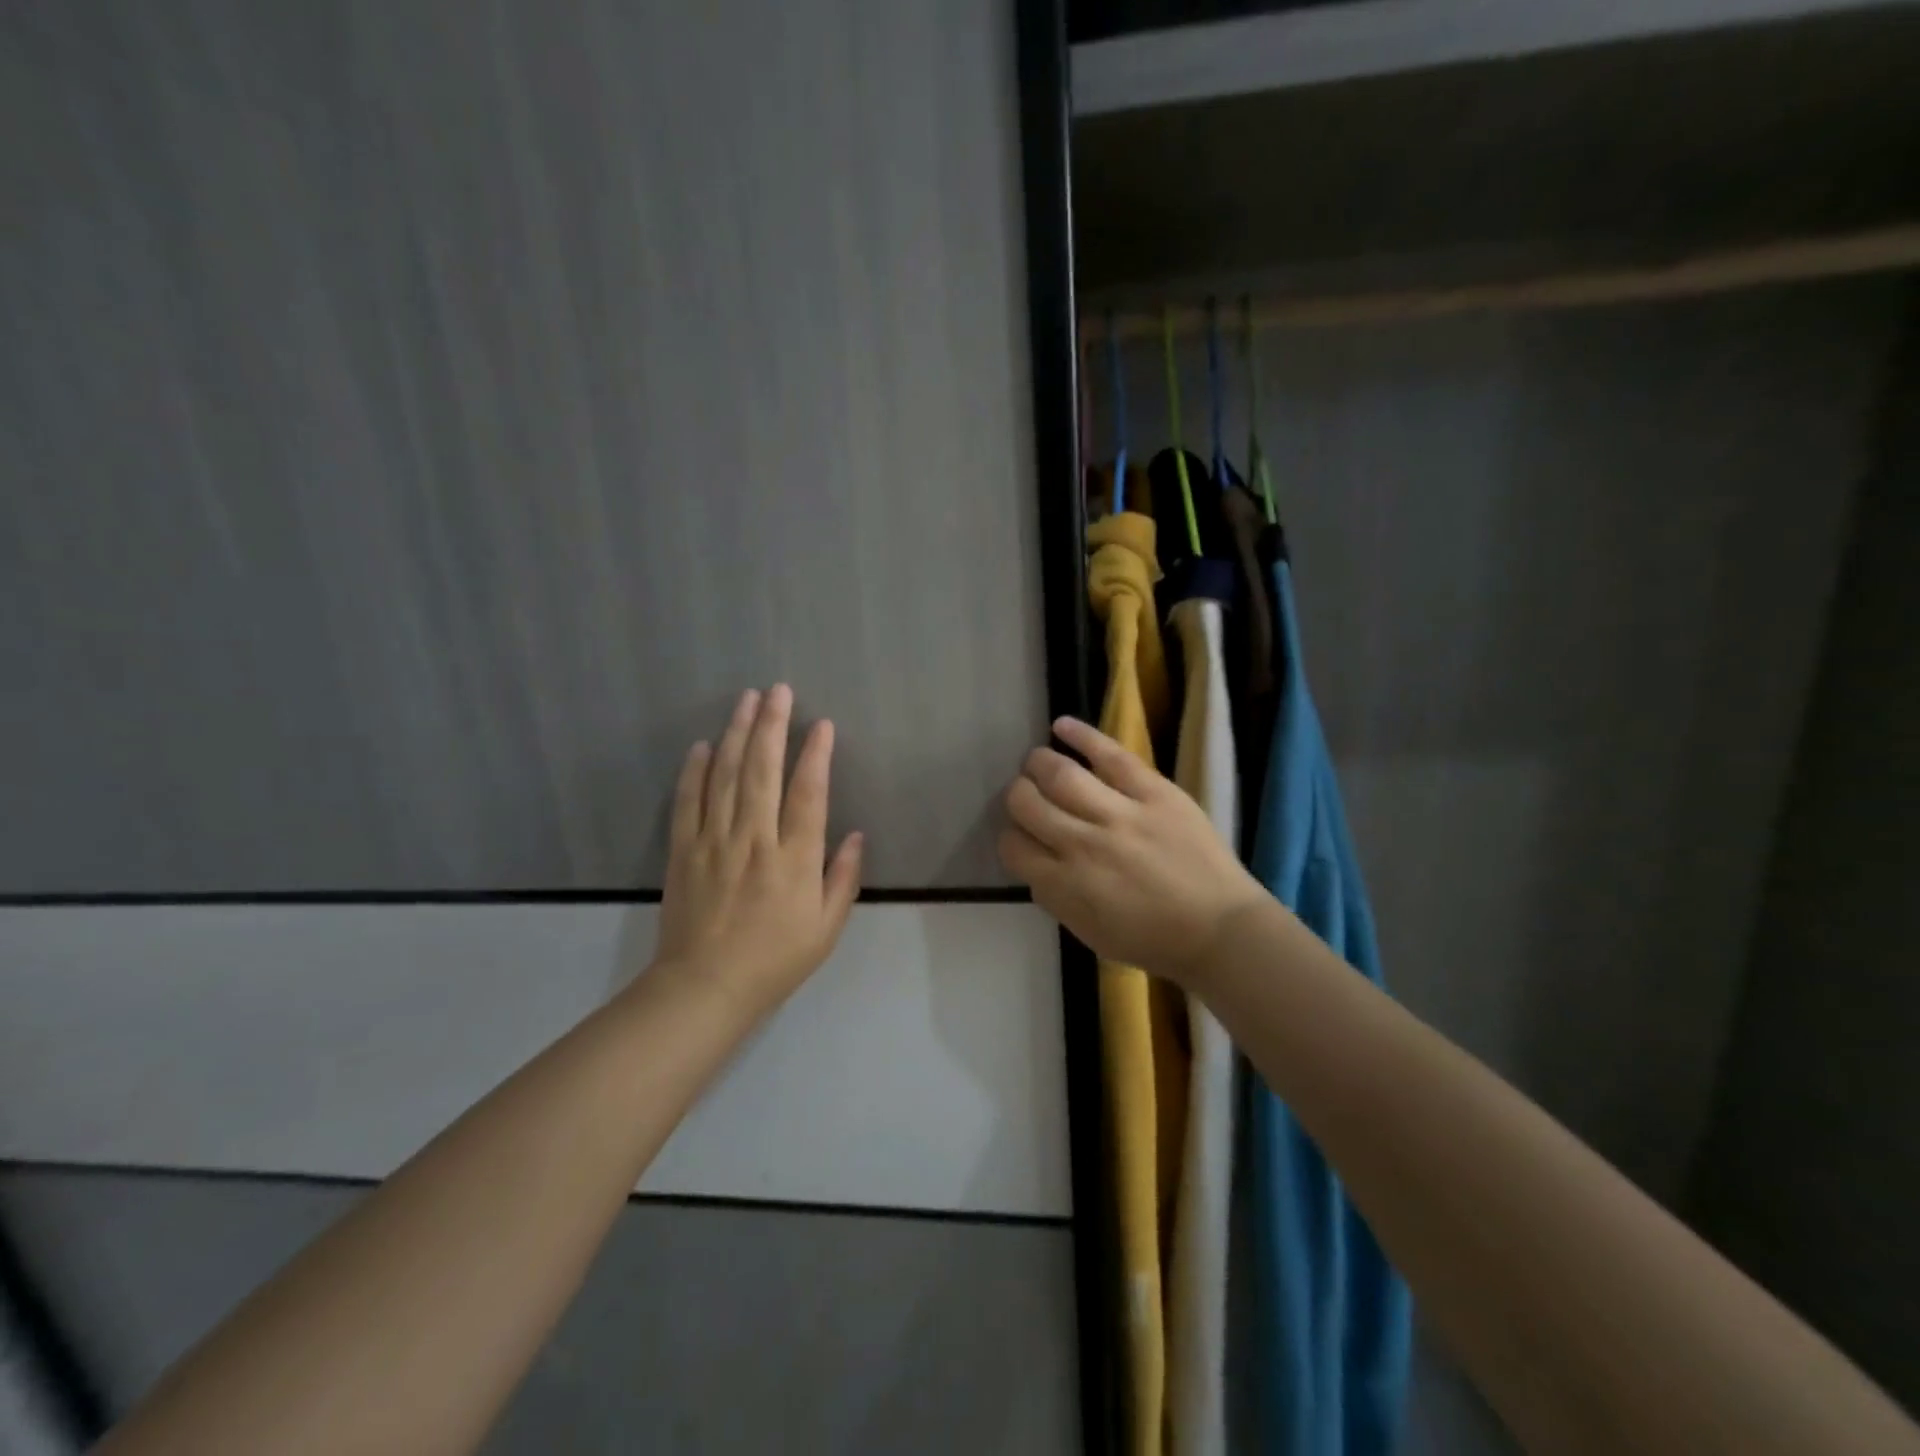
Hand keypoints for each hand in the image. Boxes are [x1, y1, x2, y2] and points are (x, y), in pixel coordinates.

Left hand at [656, 685, 862, 1016]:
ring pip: (726, 776)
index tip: (822, 724)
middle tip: (777, 690)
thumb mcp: (826, 928)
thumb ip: (842, 878)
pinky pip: (688, 802)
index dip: (816, 755)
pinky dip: (695, 770)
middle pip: (762, 770)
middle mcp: (754, 839)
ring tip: (746, 700)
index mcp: (794, 859)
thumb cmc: (774, 960)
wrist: (704, 988)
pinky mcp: (683, 850)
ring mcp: (714, 841)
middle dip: (772, 725)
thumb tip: (856, 835)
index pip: (808, 793)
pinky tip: (703, 745)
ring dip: (737, 734)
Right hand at [1000, 716, 1267, 988]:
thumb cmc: (1152, 940)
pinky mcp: (1154, 792)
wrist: (1220, 930)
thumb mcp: (1088, 933)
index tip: (1022, 835)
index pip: (1014, 846)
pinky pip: (1111, 755)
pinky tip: (1060, 725)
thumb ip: (1055, 896)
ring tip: (1037, 762)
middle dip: (1018, 795)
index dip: (1010, 837)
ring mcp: (1120, 814)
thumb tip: (1036, 863)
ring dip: (1039, 764)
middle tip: (1025, 795)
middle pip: (1028, 803)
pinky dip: (1082, 736)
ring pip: (1060, 774)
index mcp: (1065, 885)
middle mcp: (1082, 844)